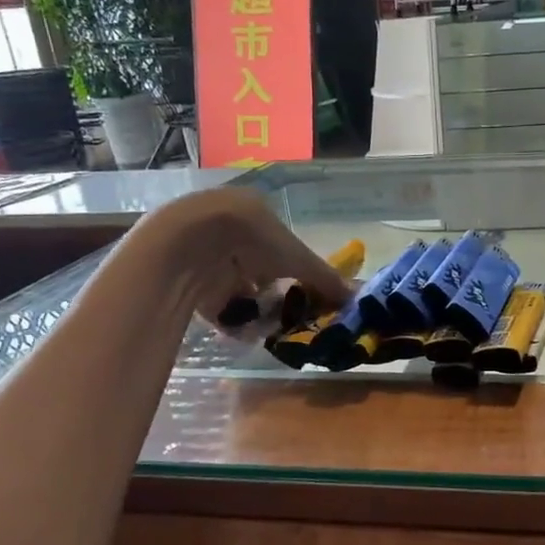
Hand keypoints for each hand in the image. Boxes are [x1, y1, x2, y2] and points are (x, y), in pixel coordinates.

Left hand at [133, 190, 353, 326]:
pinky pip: (216, 307)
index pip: (280, 245)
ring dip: (255, 309)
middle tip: (289, 314)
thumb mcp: (297, 258)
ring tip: (269, 326)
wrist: (189, 243)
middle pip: (259, 270)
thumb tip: (356, 297)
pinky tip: (245, 331)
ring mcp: (207, 257)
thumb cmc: (252, 237)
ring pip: (238, 290)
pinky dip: (232, 320)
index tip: (305, 292)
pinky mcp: (188, 282)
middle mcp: (230, 233)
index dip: (294, 269)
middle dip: (274, 293)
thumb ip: (325, 279)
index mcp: (254, 214)